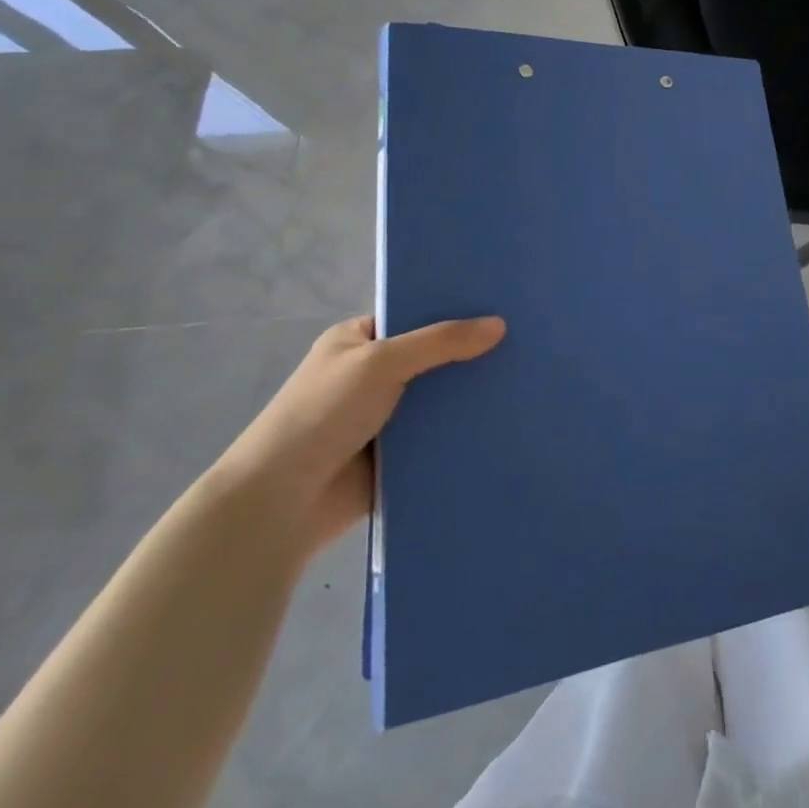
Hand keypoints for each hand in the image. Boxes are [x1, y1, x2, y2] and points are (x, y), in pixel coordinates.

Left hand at [215, 313, 505, 554]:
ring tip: (527, 379)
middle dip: (471, 354)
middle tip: (526, 342)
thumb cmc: (321, 414)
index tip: (501, 304)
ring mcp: (385, 417)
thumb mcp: (380, 362)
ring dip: (471, 395)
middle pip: (433, 357)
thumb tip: (499, 324)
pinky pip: (440, 435)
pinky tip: (507, 419)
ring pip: (440, 398)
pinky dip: (464, 430)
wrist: (281, 503)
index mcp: (357, 341)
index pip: (415, 315)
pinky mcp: (398, 455)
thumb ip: (440, 342)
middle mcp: (372, 375)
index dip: (454, 310)